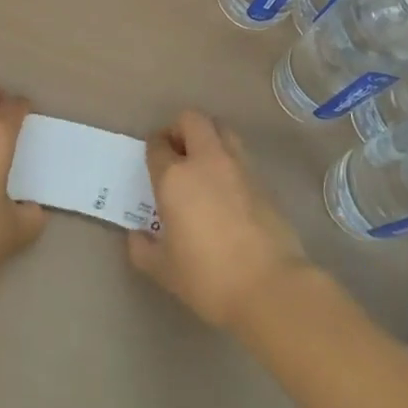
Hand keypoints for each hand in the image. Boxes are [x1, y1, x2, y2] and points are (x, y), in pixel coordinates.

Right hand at [128, 109, 310, 328]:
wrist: (269, 286)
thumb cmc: (207, 277)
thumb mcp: (164, 270)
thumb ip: (143, 248)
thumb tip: (138, 235)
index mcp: (175, 177)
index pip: (158, 145)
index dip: (153, 147)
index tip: (152, 158)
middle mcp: (206, 161)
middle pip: (192, 120)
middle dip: (180, 128)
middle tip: (176, 152)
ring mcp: (239, 167)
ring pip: (221, 130)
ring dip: (208, 137)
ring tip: (202, 165)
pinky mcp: (263, 181)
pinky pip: (240, 156)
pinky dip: (229, 161)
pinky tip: (226, 189)